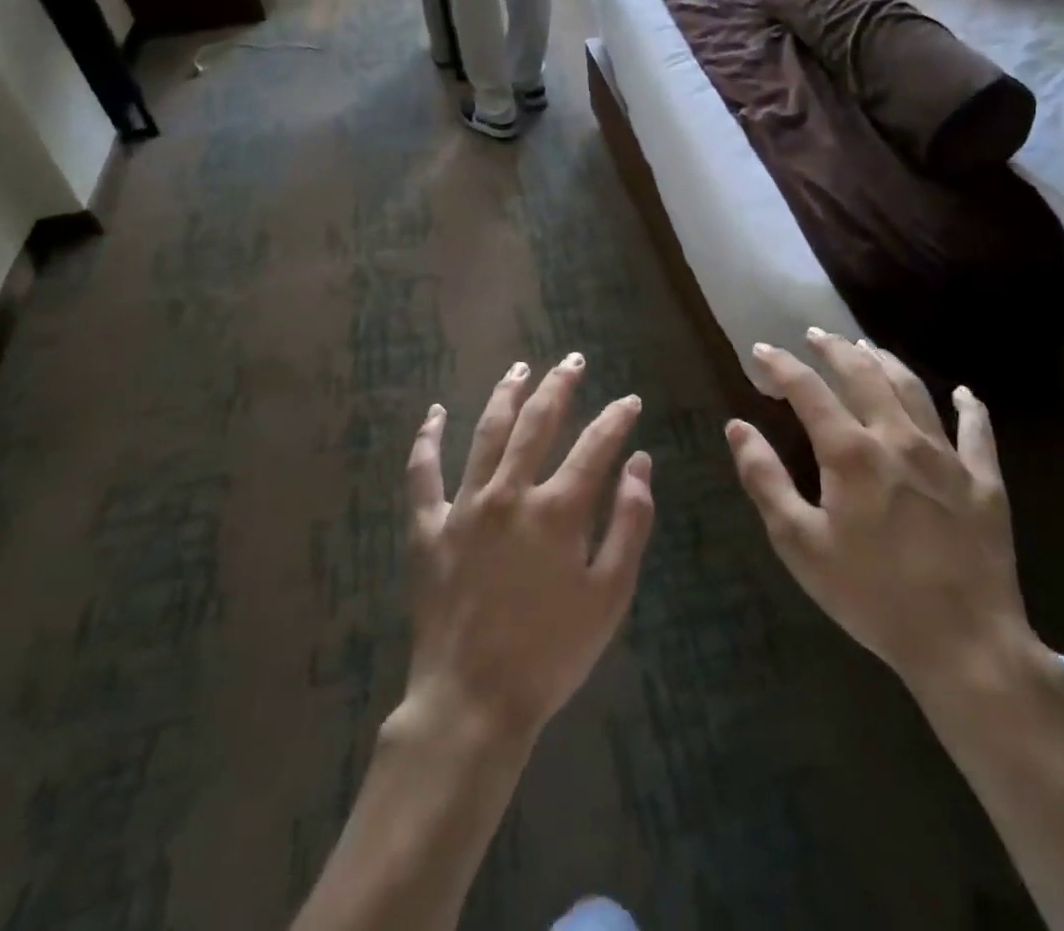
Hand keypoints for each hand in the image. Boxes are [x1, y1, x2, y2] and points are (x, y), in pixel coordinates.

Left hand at [401, 355, 652, 746]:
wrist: (473, 702)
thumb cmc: (551, 653)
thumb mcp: (610, 595)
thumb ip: (630, 523)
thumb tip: (640, 464)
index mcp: (557, 510)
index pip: (595, 446)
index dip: (616, 419)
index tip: (629, 401)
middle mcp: (510, 493)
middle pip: (537, 423)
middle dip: (559, 386)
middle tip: (572, 360)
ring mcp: (464, 507)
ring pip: (486, 433)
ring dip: (505, 395)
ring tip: (519, 368)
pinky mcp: (428, 528)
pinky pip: (422, 474)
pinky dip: (426, 440)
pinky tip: (433, 413)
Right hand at [726, 330, 1040, 710]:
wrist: (965, 644)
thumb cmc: (871, 595)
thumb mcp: (800, 544)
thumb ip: (765, 480)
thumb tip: (737, 427)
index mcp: (851, 452)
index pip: (808, 390)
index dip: (781, 365)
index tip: (761, 350)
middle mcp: (898, 438)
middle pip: (863, 374)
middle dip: (835, 348)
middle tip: (816, 334)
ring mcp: (947, 456)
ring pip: (914, 390)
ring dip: (886, 362)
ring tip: (867, 347)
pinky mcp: (985, 481)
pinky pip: (978, 431)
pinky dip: (970, 407)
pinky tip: (963, 393)